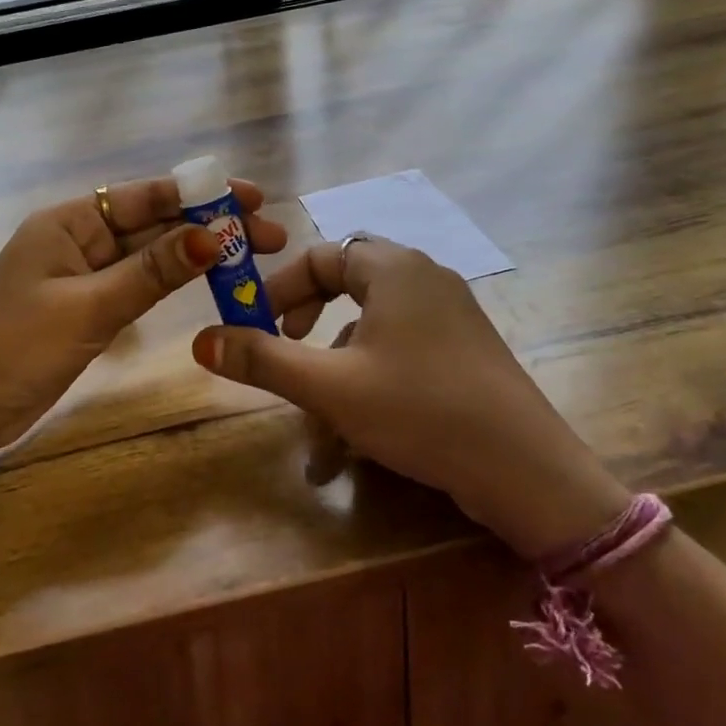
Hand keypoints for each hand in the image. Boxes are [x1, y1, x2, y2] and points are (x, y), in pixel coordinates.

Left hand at [0, 177, 287, 465]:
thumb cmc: (14, 348)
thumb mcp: (88, 307)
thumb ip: (150, 272)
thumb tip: (212, 236)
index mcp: (69, 222)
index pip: (143, 197)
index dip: (199, 195)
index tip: (250, 197)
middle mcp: (78, 239)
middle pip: (152, 224)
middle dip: (208, 226)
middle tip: (268, 234)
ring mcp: (83, 276)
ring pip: (149, 256)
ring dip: (195, 254)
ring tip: (250, 256)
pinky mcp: (87, 309)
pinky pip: (137, 285)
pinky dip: (171, 282)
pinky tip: (206, 280)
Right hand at [192, 239, 627, 556]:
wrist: (525, 470)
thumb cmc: (419, 410)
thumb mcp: (330, 387)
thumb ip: (263, 360)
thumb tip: (200, 341)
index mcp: (394, 269)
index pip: (323, 254)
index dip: (281, 287)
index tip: (255, 324)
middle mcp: (425, 279)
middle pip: (348, 285)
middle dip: (308, 325)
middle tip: (285, 349)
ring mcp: (451, 316)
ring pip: (373, 331)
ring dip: (336, 372)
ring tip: (316, 432)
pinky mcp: (464, 352)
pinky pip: (402, 353)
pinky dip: (370, 385)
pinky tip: (355, 442)